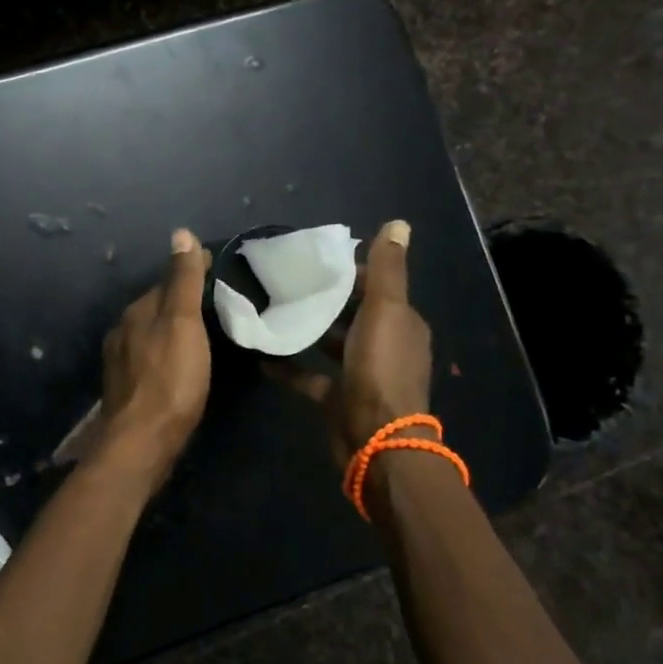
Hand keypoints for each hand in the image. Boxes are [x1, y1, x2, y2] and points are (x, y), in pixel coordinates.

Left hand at [94, 228, 211, 493]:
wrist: (142, 442)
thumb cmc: (170, 379)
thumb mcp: (182, 323)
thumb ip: (183, 281)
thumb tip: (180, 233)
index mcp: (137, 311)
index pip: (166, 281)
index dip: (191, 273)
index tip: (218, 269)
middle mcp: (123, 331)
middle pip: (157, 307)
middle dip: (181, 302)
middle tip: (217, 302)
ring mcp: (121, 362)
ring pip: (152, 334)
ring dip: (173, 329)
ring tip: (204, 332)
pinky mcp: (127, 389)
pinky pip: (151, 358)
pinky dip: (167, 353)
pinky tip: (182, 364)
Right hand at [273, 219, 433, 471]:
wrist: (375, 440)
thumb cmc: (380, 368)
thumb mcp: (385, 311)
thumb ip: (387, 269)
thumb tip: (398, 223)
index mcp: (401, 323)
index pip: (377, 287)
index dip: (351, 271)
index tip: (315, 258)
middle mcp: (385, 346)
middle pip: (354, 314)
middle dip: (326, 297)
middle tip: (287, 279)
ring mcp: (361, 375)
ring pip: (332, 343)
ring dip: (309, 327)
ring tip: (273, 308)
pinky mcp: (338, 398)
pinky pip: (309, 376)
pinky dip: (289, 366)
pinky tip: (262, 355)